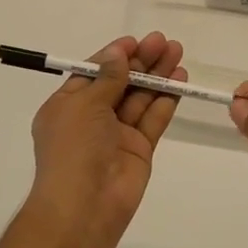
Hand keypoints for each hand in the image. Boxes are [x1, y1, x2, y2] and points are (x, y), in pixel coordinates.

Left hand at [28, 32, 183, 234]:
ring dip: (157, 75)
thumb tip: (118, 53)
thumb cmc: (74, 148)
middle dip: (141, 61)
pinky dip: (166, 99)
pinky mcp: (139, 149)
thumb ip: (107, 78)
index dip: (113, 56)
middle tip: (164, 41)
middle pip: (120, 82)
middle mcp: (91, 118)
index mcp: (67, 106)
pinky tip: (180, 80)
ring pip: (140, 98)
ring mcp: (116, 134)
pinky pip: (153, 118)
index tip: (135, 41)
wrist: (84, 206)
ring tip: (177, 52)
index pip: (92, 73)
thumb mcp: (84, 104)